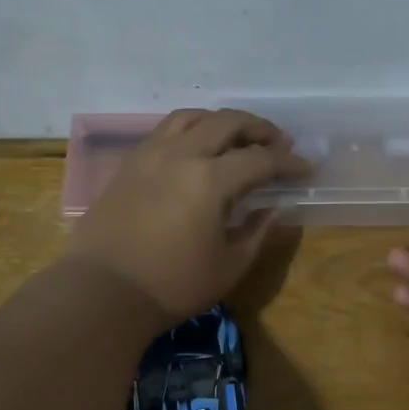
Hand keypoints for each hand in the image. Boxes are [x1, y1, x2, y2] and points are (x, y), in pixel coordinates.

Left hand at [66, 108, 309, 325]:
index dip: (288, 162)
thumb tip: (273, 208)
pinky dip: (191, 129)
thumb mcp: (229, 266)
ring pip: (192, 117)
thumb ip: (256, 231)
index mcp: (211, 180)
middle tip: (278, 143)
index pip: (260, 159)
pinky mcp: (130, 164)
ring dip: (222, 121)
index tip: (306, 167)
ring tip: (237, 137)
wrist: (102, 292)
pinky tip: (197, 149)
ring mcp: (151, 155)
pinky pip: (166, 131)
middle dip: (259, 128)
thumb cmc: (172, 286)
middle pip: (227, 122)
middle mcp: (181, 154)